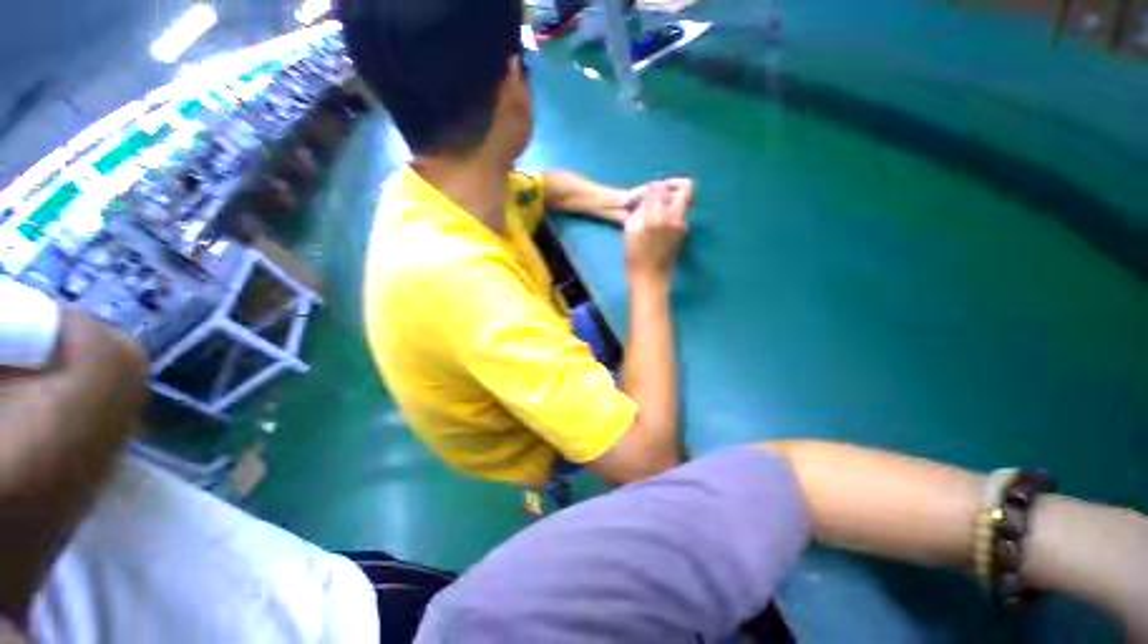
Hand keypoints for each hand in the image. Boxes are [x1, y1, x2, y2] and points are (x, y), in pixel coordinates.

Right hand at [624, 178, 693, 284]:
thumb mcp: (630, 231)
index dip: (653, 188)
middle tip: (662, 192)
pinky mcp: (683, 232)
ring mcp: (681, 224)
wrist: (651, 277)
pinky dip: (673, 212)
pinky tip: (661, 223)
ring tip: (659, 209)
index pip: (658, 188)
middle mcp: (672, 216)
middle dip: (673, 185)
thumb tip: (648, 198)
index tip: (648, 193)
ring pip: (685, 199)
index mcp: (654, 216)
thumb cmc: (635, 256)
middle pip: (685, 187)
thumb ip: (639, 211)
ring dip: (674, 198)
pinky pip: (681, 213)